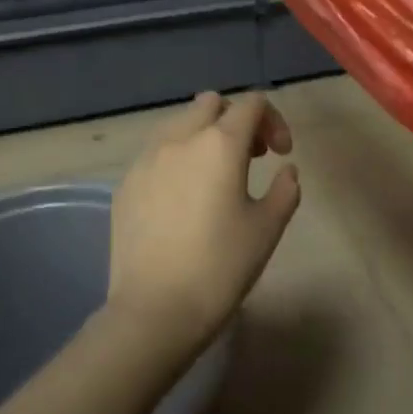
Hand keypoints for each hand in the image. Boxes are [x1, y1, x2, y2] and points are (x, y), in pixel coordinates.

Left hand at [106, 91, 301, 353]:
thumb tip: (286, 170)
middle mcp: (180, 138)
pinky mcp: (126, 182)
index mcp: (220, 143)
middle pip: (211, 104)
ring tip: (215, 174)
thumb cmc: (220, 266)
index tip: (281, 155)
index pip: (252, 104)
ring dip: (203, 134)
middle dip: (236, 119)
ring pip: (179, 122)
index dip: (274, 121)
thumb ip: (285, 190)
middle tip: (250, 157)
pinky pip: (156, 151)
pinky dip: (177, 157)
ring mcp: (147, 158)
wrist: (154, 310)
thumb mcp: (267, 229)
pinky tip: (183, 197)